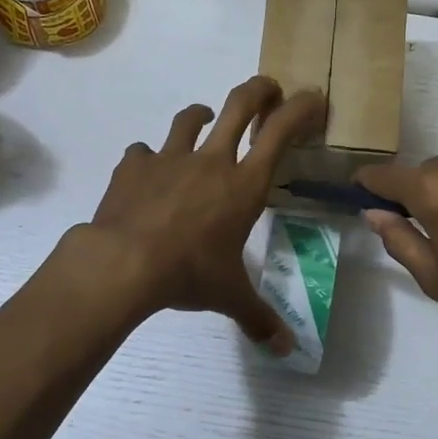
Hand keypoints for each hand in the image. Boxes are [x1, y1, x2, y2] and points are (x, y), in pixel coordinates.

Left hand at [75, 76, 325, 352]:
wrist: (124, 263)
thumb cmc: (189, 275)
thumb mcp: (230, 297)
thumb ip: (259, 318)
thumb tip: (285, 350)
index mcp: (243, 186)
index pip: (281, 133)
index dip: (301, 110)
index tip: (313, 98)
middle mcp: (211, 162)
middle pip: (240, 105)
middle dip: (259, 90)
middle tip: (268, 88)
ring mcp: (169, 158)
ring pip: (189, 120)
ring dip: (201, 114)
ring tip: (204, 117)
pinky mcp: (134, 165)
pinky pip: (144, 151)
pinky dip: (150, 157)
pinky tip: (147, 171)